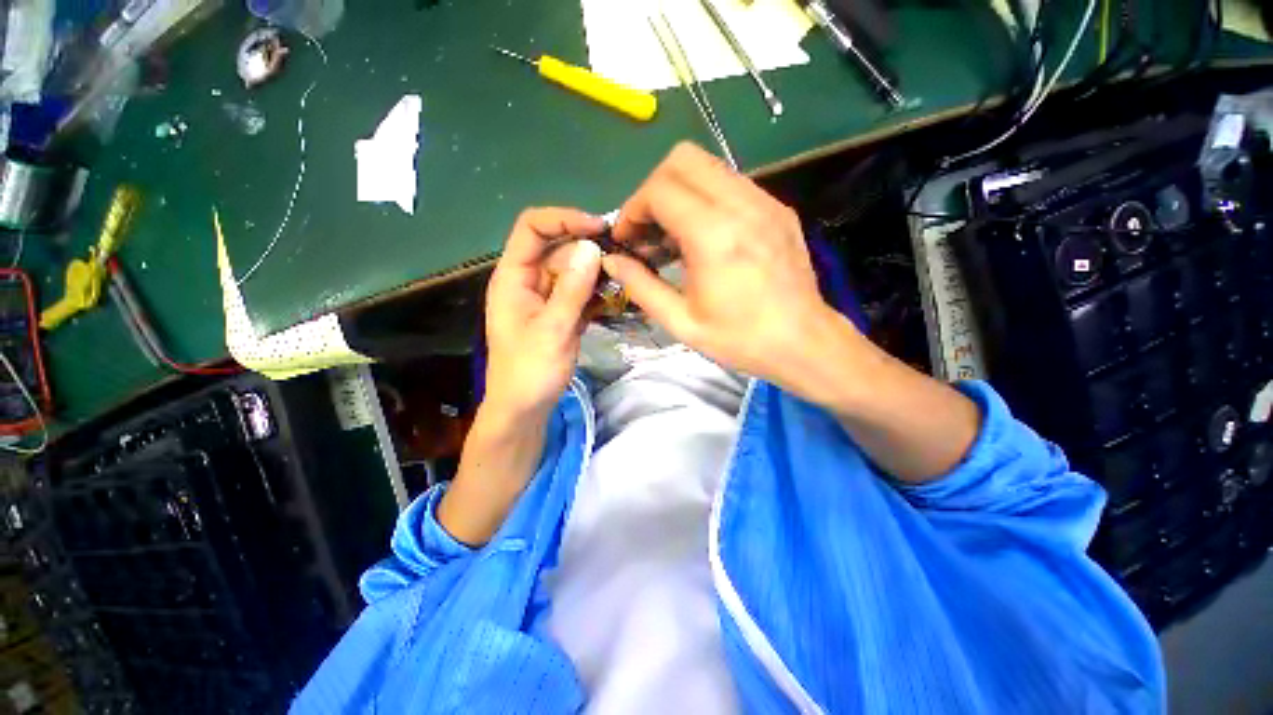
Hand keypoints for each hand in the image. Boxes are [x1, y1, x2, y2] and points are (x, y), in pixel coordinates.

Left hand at [483, 208, 603, 420]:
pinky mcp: (562, 313)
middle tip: (623, 258)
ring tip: (626, 276)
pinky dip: (598, 292)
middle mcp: (529, 280)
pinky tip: (619, 295)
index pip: (532, 228)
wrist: (525, 409)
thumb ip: (572, 289)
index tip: (599, 227)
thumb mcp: (552, 330)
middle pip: (559, 248)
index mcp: (514, 277)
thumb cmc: (529, 372)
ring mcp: (547, 298)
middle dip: (589, 248)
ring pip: (574, 271)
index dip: (564, 218)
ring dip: (598, 272)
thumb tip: (592, 248)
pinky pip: (581, 292)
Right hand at [602, 143, 845, 397]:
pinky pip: (731, 183)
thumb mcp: (681, 322)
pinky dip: (706, 198)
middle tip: (648, 229)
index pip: (659, 189)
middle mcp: (741, 205)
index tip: (627, 238)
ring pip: (708, 165)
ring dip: (680, 192)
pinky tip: (704, 236)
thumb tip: (613, 261)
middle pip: (683, 159)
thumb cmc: (739, 339)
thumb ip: (640, 286)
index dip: (633, 208)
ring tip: (672, 235)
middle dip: (653, 189)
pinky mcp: (777, 208)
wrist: (804, 343)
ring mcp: (765, 202)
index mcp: (713, 236)